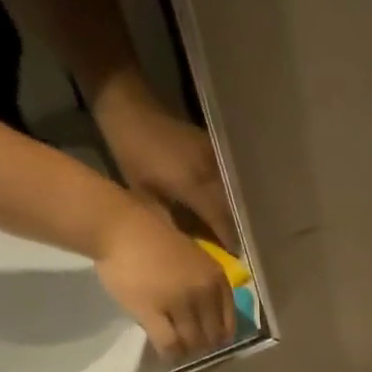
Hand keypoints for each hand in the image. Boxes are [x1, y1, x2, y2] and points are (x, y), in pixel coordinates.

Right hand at [93, 196, 235, 359]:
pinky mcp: (153, 312)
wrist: (118, 227)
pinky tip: (166, 354)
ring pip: (193, 342)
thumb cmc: (153, 239)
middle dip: (204, 346)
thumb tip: (209, 318)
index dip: (221, 336)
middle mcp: (204, 293)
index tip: (212, 342)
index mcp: (217, 279)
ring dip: (187, 351)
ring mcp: (180, 303)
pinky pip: (169, 343)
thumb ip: (206, 285)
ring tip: (178, 351)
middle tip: (192, 348)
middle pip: (213, 335)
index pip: (229, 321)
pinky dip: (170, 353)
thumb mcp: (195, 259)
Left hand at [96, 76, 239, 251]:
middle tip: (242, 254)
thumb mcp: (145, 196)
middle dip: (240, 232)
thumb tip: (194, 251)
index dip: (232, 244)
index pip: (225, 223)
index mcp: (196, 186)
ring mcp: (219, 160)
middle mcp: (214, 174)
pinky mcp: (218, 152)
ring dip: (240, 216)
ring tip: (241, 234)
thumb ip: (173, 224)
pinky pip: (232, 183)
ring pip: (238, 197)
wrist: (130, 107)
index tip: (237, 263)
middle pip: (237, 211)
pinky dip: (234, 199)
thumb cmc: (131, 154)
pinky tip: (232, 210)